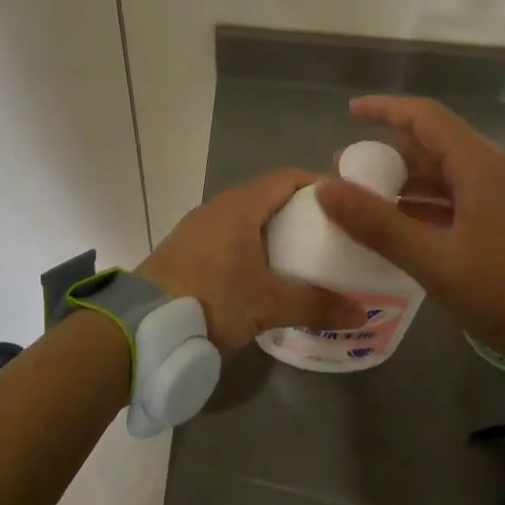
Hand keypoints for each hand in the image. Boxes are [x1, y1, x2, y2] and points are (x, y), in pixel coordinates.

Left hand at [139, 169, 363, 356]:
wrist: (143, 326)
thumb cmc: (213, 299)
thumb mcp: (270, 305)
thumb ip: (317, 306)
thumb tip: (361, 314)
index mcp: (240, 206)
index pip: (287, 178)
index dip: (318, 185)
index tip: (344, 204)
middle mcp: (217, 209)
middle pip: (267, 198)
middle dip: (299, 213)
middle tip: (329, 236)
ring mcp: (196, 230)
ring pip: (245, 221)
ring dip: (272, 234)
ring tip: (301, 258)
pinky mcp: (184, 253)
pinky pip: (227, 240)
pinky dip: (250, 250)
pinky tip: (261, 278)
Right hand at [315, 97, 504, 357]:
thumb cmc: (504, 289)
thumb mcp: (434, 259)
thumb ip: (378, 224)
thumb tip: (325, 188)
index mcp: (480, 167)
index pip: (426, 118)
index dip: (385, 110)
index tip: (350, 113)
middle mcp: (496, 171)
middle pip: (435, 146)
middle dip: (389, 154)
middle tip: (349, 172)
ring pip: (448, 175)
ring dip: (407, 183)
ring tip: (369, 201)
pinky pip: (461, 199)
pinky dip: (428, 205)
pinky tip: (406, 228)